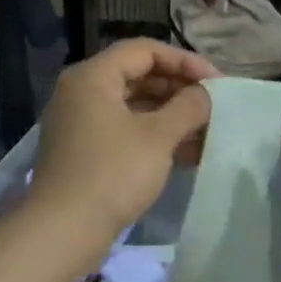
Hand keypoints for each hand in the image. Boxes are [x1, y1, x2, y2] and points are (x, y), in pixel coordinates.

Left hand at [29, 39, 216, 235]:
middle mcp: (81, 92)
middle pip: (138, 75)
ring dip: (170, 115)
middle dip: (179, 89)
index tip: (216, 81)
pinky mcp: (84, 150)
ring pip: (133, 105)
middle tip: (213, 105)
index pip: (145, 50)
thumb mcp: (158, 137)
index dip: (184, 61)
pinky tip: (186, 153)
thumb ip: (188, 107)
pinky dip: (153, 135)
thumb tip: (206, 94)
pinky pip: (124, 129)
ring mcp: (80, 122)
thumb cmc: (113, 173)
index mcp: (93, 76)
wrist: (64, 230)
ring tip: (206, 131)